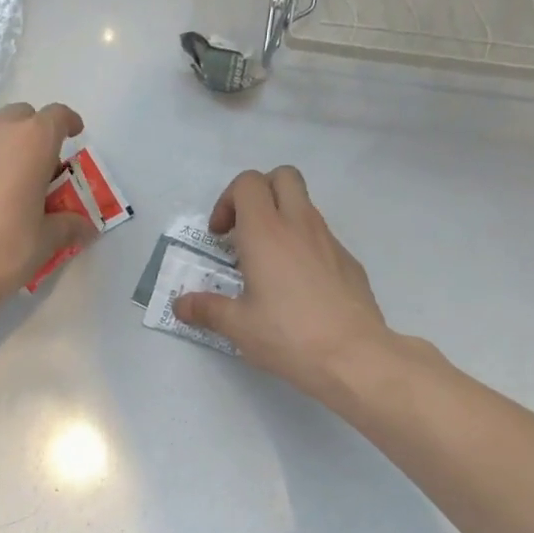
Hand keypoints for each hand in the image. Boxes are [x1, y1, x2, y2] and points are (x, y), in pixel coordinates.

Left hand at [0, 103, 97, 325]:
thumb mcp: (44, 242)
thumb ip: (68, 226)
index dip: (69, 124)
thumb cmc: (1, 248)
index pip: (57, 116)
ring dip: (10, 149)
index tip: (76, 136)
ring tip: (18, 185)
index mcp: (30, 141)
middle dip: (38, 136)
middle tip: (47, 171)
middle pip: (23, 118)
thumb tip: (85, 226)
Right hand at [172, 167, 389, 400]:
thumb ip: (206, 309)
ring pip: (305, 205)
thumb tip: (180, 306)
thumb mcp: (238, 326)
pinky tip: (298, 288)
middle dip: (260, 193)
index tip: (221, 237)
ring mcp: (329, 240)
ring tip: (268, 264)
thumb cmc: (288, 335)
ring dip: (282, 219)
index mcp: (265, 232)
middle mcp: (299, 225)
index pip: (247, 183)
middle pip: (282, 176)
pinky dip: (304, 246)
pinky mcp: (349, 260)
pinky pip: (322, 237)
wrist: (353, 355)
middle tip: (245, 231)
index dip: (228, 201)